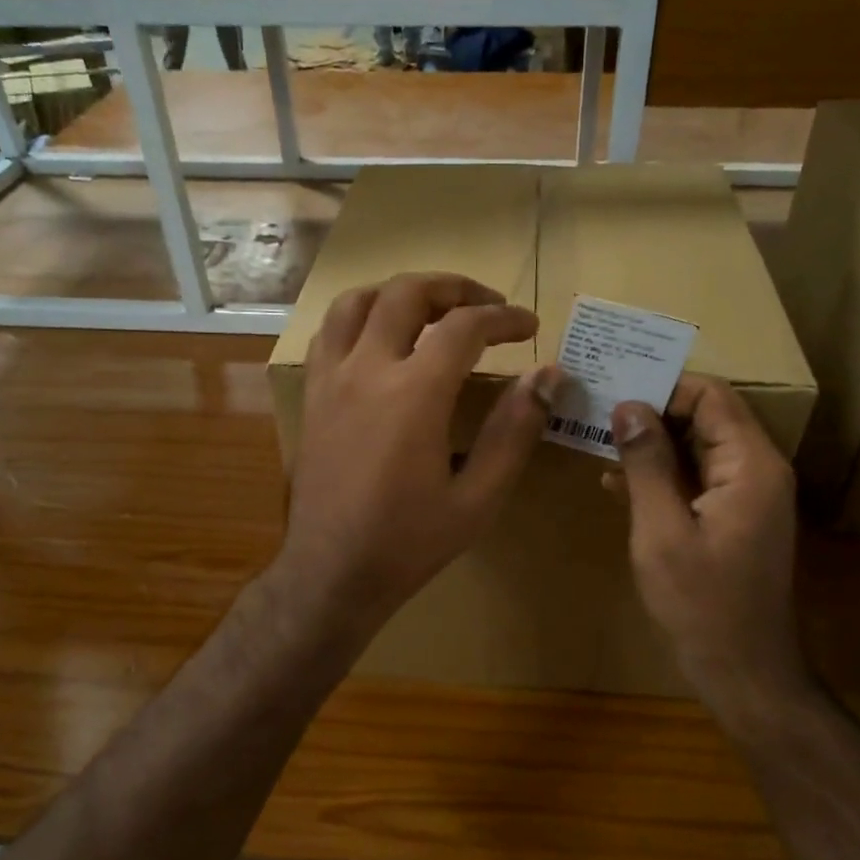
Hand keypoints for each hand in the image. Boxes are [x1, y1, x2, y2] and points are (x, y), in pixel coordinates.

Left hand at [277, 272, 561, 638]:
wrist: (331, 573)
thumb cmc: (409, 542)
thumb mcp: (478, 498)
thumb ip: (514, 432)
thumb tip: (548, 377)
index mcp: (414, 394)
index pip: (464, 326)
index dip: (503, 318)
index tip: (528, 326)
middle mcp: (366, 371)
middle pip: (407, 293)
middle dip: (454, 287)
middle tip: (486, 303)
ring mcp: (330, 379)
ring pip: (357, 301)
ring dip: (400, 292)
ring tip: (432, 309)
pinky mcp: (311, 396)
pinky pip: (329, 332)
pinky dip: (361, 317)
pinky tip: (381, 339)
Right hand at [610, 376, 808, 724]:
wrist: (743, 671)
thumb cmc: (701, 602)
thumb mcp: (661, 530)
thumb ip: (646, 463)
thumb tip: (628, 405)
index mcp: (750, 465)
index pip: (711, 396)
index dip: (664, 387)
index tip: (614, 390)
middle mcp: (756, 470)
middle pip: (706, 417)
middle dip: (652, 411)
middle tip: (597, 410)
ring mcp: (747, 496)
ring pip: (697, 447)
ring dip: (651, 444)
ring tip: (597, 440)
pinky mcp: (732, 518)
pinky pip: (696, 478)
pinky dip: (661, 474)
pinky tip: (617, 484)